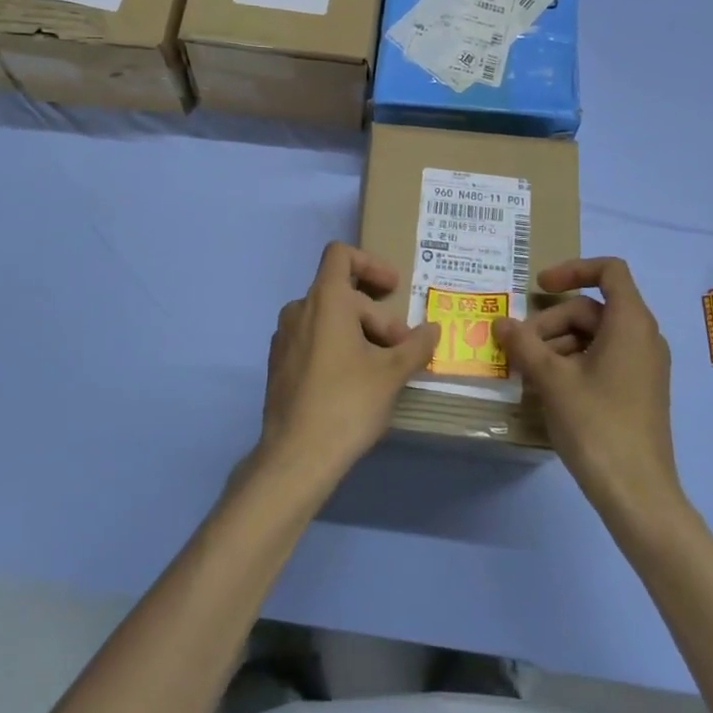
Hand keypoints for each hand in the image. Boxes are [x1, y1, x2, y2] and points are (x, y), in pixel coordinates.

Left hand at [258, 242, 440, 485]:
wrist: (296, 456)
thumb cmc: (347, 403)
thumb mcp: (392, 373)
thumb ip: (416, 345)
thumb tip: (434, 329)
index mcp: (325, 301)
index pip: (341, 255)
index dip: (371, 263)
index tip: (394, 289)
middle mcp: (298, 310)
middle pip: (342, 294)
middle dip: (376, 316)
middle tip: (401, 349)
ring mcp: (284, 338)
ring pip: (327, 319)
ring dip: (358, 332)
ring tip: (381, 366)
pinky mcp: (279, 364)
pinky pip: (312, 340)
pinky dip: (336, 347)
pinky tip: (354, 382)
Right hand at [493, 257, 679, 519]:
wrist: (636, 493)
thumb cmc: (596, 424)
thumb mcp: (551, 379)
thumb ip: (524, 343)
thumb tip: (500, 322)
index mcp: (631, 323)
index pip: (609, 271)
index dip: (572, 270)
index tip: (538, 287)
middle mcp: (643, 337)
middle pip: (590, 308)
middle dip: (550, 323)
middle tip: (518, 349)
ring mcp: (642, 365)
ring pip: (592, 336)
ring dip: (555, 345)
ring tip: (526, 373)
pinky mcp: (636, 390)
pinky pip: (601, 359)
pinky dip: (572, 363)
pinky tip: (546, 389)